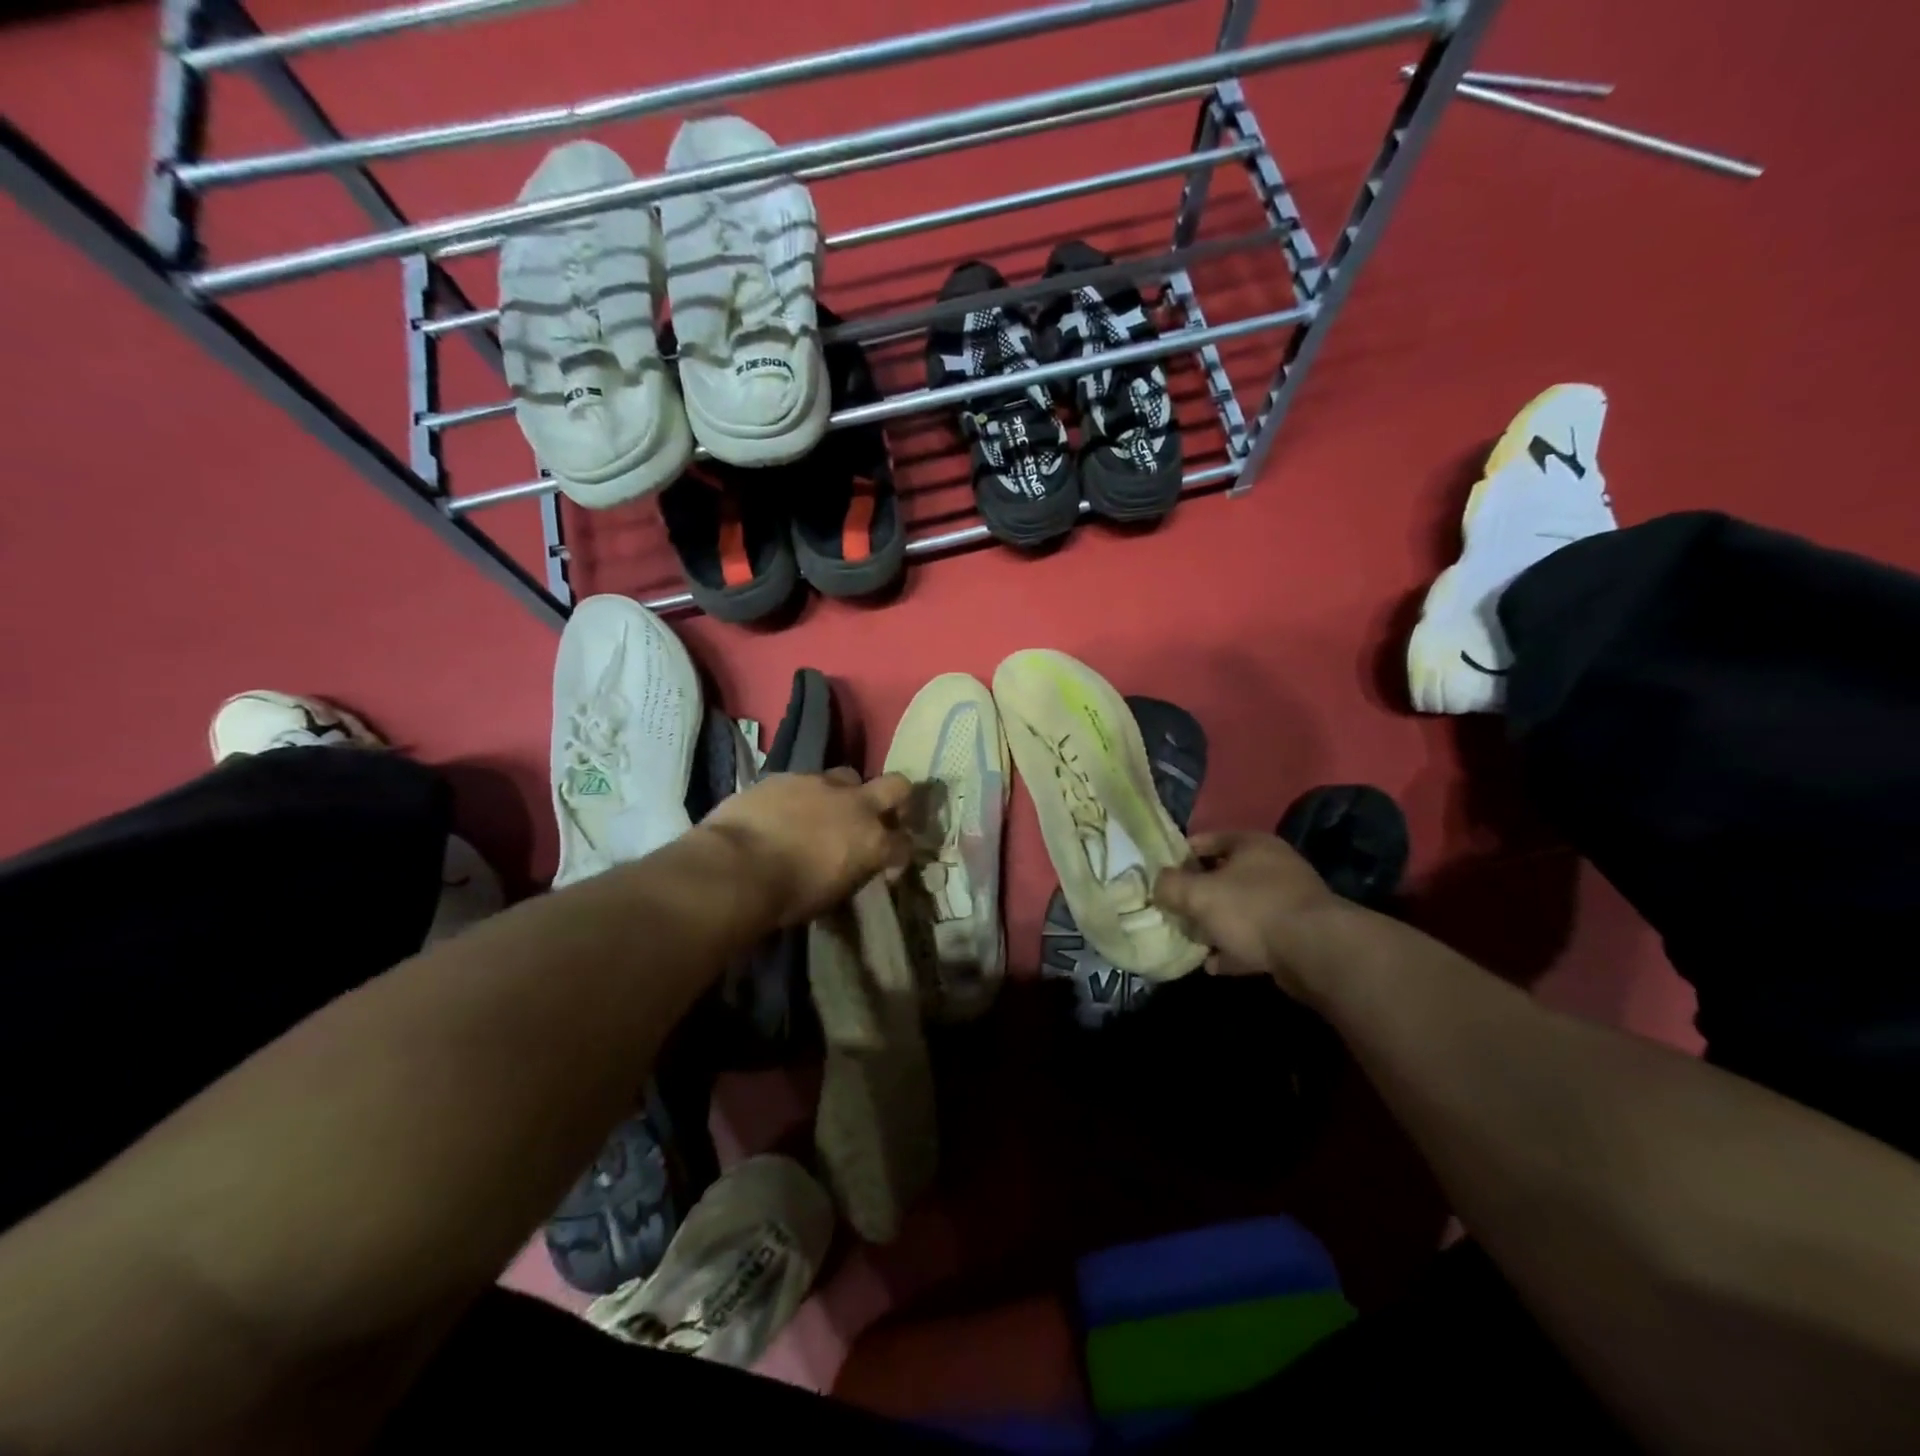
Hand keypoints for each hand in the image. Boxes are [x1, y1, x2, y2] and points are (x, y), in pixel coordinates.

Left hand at [697, 769, 912, 928]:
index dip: (898, 854)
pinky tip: (782, 811)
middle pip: (897, 786)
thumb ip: (851, 872)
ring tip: (822, 811)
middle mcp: (856, 805)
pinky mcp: (786, 775)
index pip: (905, 844)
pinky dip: (800, 795)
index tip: (886, 865)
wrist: (735, 868)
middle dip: (895, 799)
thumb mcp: (831, 896)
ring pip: (847, 776)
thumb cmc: (786, 897)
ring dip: (842, 793)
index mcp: (872, 842)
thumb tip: (850, 868)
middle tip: (880, 815)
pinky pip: (803, 780)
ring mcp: (821, 784)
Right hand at [1152, 831, 1345, 995]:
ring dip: (1215, 925)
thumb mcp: (1198, 894)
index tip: (1159, 878)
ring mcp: (1288, 900)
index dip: (1178, 857)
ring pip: (1239, 908)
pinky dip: (1235, 948)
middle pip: (1222, 875)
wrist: (1317, 952)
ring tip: (1192, 941)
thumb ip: (1170, 886)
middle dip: (1197, 895)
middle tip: (1174, 912)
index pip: (1205, 840)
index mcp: (1251, 843)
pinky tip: (1215, 965)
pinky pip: (1256, 937)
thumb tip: (1158, 884)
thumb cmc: (1252, 910)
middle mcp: (1272, 865)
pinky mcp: (1296, 933)